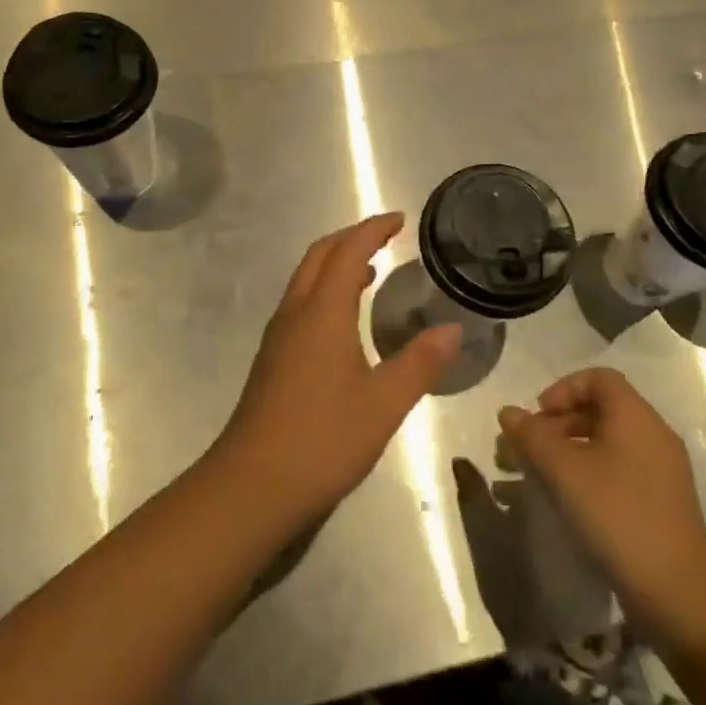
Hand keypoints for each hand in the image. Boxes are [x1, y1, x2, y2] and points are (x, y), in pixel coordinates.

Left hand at [216, 214, 459, 528]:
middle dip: (351, 238)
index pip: (348, 251)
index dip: (373, 229)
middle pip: (319, 256)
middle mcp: (295, 313)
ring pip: (306, 280)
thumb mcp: (384, 403)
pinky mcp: (272, 360)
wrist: (252, 485)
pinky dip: (325, 291)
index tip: (399, 219)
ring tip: (370, 271)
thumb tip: (453, 329)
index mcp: (322, 312)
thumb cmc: (323, 438)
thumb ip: (420, 362)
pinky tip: (344, 321)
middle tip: (385, 237)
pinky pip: (301, 304)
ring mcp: (279, 336)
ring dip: (336, 264)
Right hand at [499, 369, 705, 639]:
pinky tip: (571, 502)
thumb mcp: (564, 471)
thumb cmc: (618, 515)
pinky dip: (590, 474)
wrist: (679, 591)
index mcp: (635, 416)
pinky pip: (620, 470)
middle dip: (560, 423)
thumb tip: (508, 412)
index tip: (539, 417)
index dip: (563, 389)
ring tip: (542, 477)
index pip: (598, 378)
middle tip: (531, 450)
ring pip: (609, 442)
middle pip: (602, 409)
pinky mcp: (661, 502)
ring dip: (571, 451)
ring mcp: (661, 470)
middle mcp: (653, 434)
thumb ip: (533, 436)